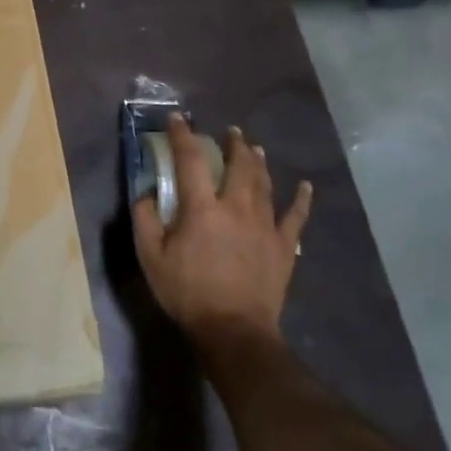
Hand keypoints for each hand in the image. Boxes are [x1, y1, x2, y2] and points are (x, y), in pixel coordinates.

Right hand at [131, 115, 312, 351]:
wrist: (234, 330)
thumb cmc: (187, 292)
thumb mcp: (151, 257)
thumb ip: (145, 219)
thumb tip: (145, 193)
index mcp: (202, 208)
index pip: (190, 160)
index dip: (182, 135)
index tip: (178, 119)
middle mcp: (236, 207)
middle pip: (238, 165)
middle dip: (232, 143)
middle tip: (229, 131)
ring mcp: (264, 225)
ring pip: (264, 183)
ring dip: (258, 161)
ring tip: (254, 147)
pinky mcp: (283, 246)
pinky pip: (296, 216)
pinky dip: (301, 199)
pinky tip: (306, 186)